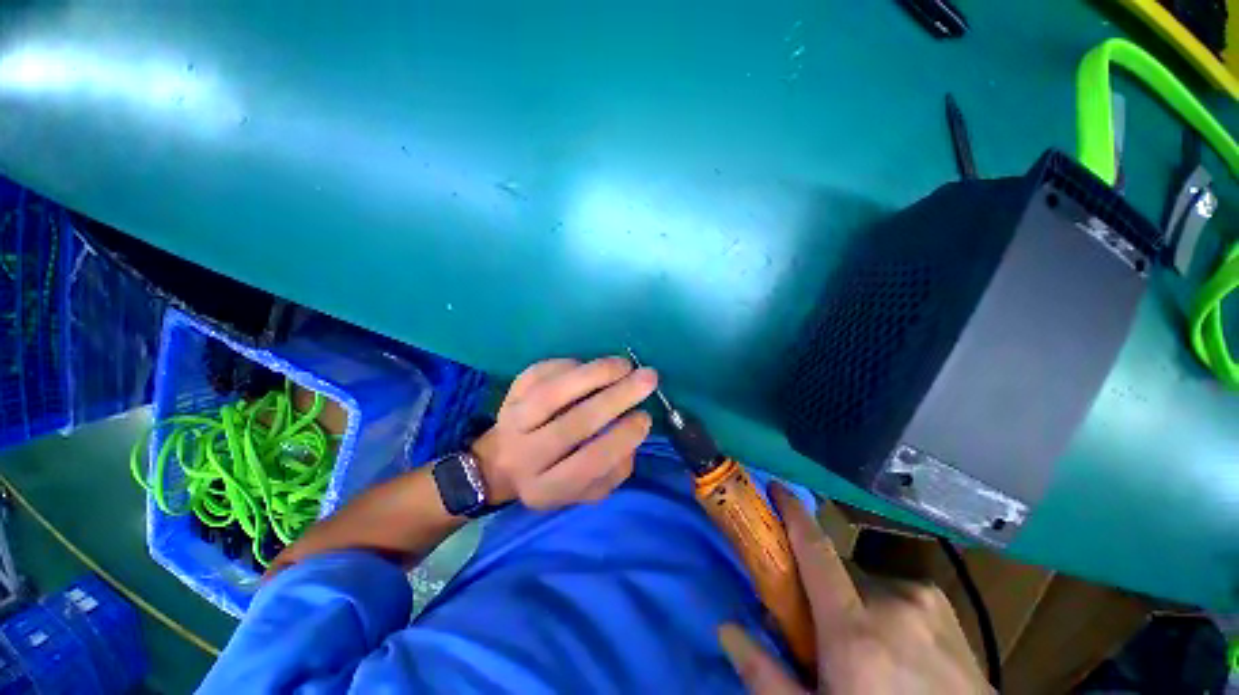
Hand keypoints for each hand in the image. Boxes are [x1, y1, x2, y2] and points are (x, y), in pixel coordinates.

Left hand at [470, 357, 657, 509]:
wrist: (502, 462)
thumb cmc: (554, 476)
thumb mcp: (586, 490)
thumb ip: (614, 470)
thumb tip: (634, 431)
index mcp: (546, 488)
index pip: (588, 463)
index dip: (621, 438)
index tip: (645, 417)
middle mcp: (525, 456)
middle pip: (572, 425)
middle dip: (616, 398)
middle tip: (647, 378)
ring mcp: (513, 421)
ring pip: (553, 393)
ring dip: (595, 374)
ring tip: (625, 364)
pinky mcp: (511, 393)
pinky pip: (542, 372)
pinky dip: (572, 365)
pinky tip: (593, 365)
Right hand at [718, 484, 991, 694]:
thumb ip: (767, 676)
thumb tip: (725, 628)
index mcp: (855, 630)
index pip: (815, 550)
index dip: (792, 513)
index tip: (776, 488)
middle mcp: (891, 603)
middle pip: (839, 570)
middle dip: (823, 587)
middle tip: (821, 624)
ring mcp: (925, 603)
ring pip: (868, 582)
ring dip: (855, 601)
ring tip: (866, 647)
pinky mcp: (946, 608)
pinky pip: (898, 593)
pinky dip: (887, 608)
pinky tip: (901, 649)